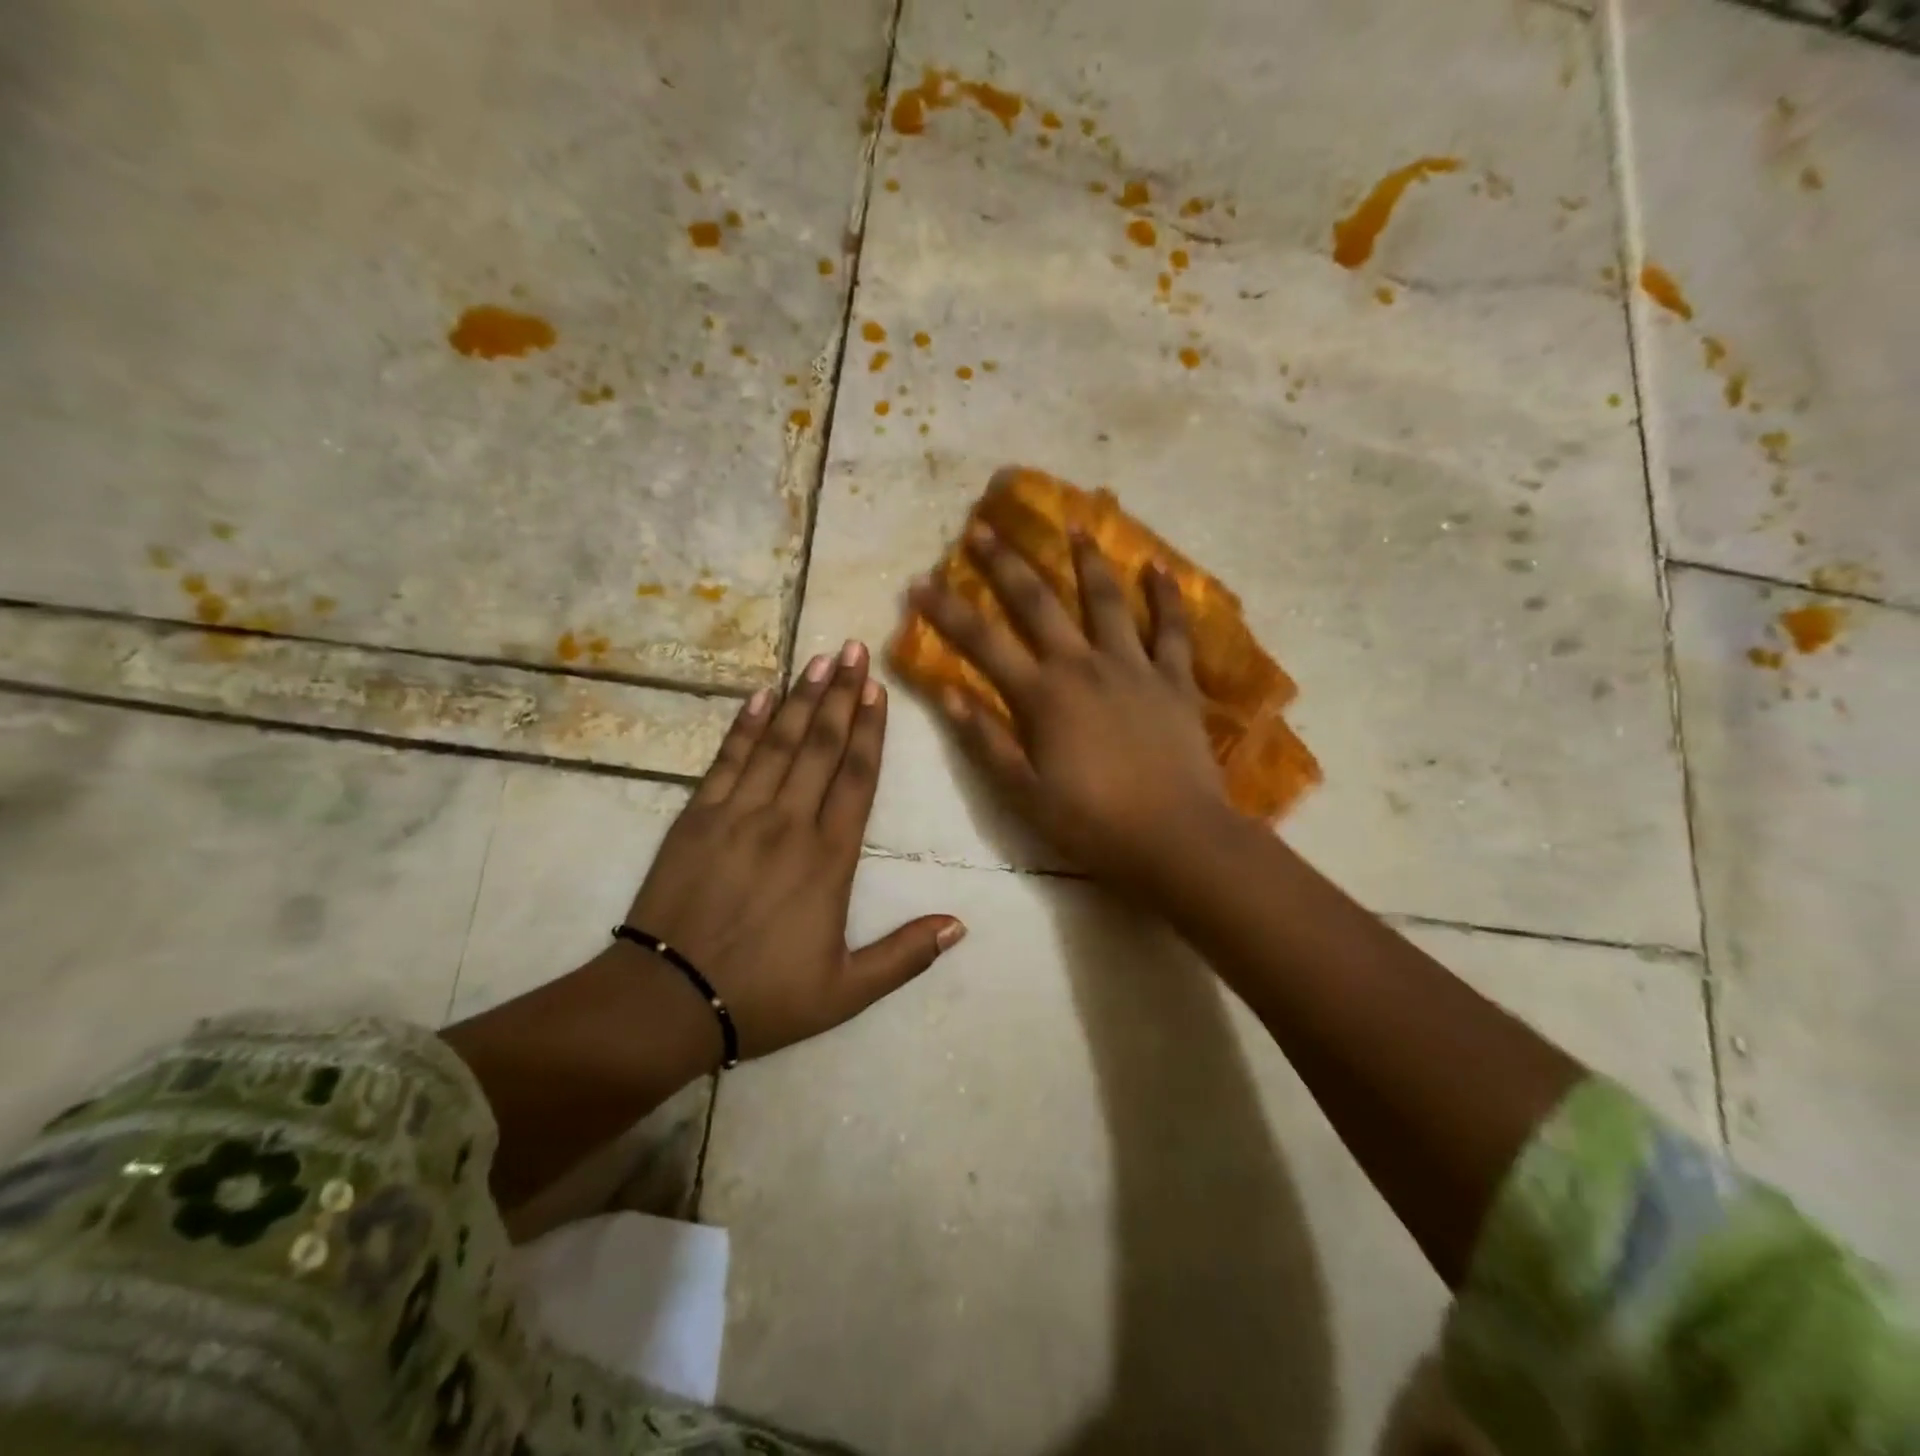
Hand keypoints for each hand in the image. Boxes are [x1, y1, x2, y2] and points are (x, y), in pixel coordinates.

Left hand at [626, 641, 963, 1059]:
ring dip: (801, 699)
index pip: (857, 778)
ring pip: (779, 743)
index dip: (869, 730)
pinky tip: (760, 696)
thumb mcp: (846, 991)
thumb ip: (905, 955)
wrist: (667, 1001)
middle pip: (821, 746)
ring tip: (818, 660)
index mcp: (829, 858)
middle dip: (840, 695)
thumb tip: (960, 925)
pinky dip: (745, 726)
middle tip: (853, 650)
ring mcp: (739, 814)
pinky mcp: (697, 817)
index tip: (877, 689)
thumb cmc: (763, 997)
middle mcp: (789, 823)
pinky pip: (727, 760)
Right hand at [908, 523, 1230, 887]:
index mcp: (1044, 696)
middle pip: (1039, 604)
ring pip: (1106, 600)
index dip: (947, 611)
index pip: (982, 643)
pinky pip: (1172, 630)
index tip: (920, 581)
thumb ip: (985, 741)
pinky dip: (1166, 597)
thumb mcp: (1024, 794)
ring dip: (1086, 560)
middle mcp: (1084, 666)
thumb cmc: (1093, 823)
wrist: (1176, 838)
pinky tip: (1158, 567)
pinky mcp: (1175, 680)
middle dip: (1006, 564)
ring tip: (1073, 523)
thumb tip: (946, 692)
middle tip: (983, 527)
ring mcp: (1134, 667)